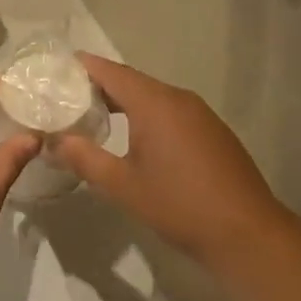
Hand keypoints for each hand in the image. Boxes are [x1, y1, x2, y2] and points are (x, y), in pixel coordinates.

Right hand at [52, 55, 285, 268]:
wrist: (247, 233)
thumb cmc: (180, 205)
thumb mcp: (123, 185)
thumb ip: (84, 159)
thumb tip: (53, 142)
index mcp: (154, 103)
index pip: (110, 71)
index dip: (82, 66)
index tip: (56, 69)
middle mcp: (178, 98)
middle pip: (131, 80)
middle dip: (99, 85)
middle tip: (66, 96)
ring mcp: (200, 113)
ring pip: (152, 96)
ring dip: (123, 101)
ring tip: (94, 115)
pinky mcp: (212, 130)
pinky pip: (171, 110)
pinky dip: (146, 114)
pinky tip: (135, 137)